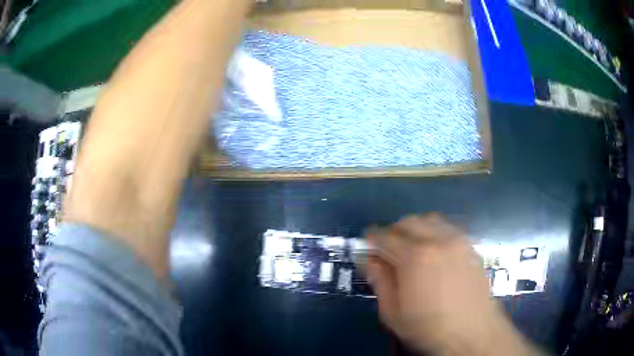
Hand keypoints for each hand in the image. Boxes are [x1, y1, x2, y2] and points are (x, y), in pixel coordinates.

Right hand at [365, 214, 536, 355]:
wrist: (473, 332)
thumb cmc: (429, 327)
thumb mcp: (394, 312)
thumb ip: (379, 281)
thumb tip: (367, 259)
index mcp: (415, 257)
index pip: (385, 236)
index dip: (371, 239)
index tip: (366, 246)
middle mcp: (438, 240)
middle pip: (408, 222)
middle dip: (393, 231)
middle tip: (387, 250)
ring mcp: (458, 241)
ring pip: (430, 220)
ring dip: (415, 228)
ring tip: (411, 248)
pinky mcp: (471, 246)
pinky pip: (448, 228)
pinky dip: (435, 232)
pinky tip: (434, 252)